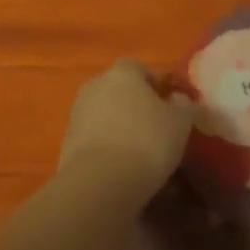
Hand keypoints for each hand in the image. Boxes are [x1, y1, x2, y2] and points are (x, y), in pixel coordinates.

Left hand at [56, 60, 194, 201]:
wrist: (100, 182)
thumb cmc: (147, 142)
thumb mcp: (181, 122)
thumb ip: (183, 104)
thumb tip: (178, 99)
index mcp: (123, 73)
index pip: (138, 67)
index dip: (153, 84)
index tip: (167, 105)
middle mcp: (95, 85)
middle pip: (117, 89)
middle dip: (133, 104)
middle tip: (153, 127)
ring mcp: (77, 113)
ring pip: (103, 113)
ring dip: (117, 125)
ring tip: (137, 151)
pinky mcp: (66, 142)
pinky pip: (92, 137)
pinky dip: (104, 146)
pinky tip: (119, 166)